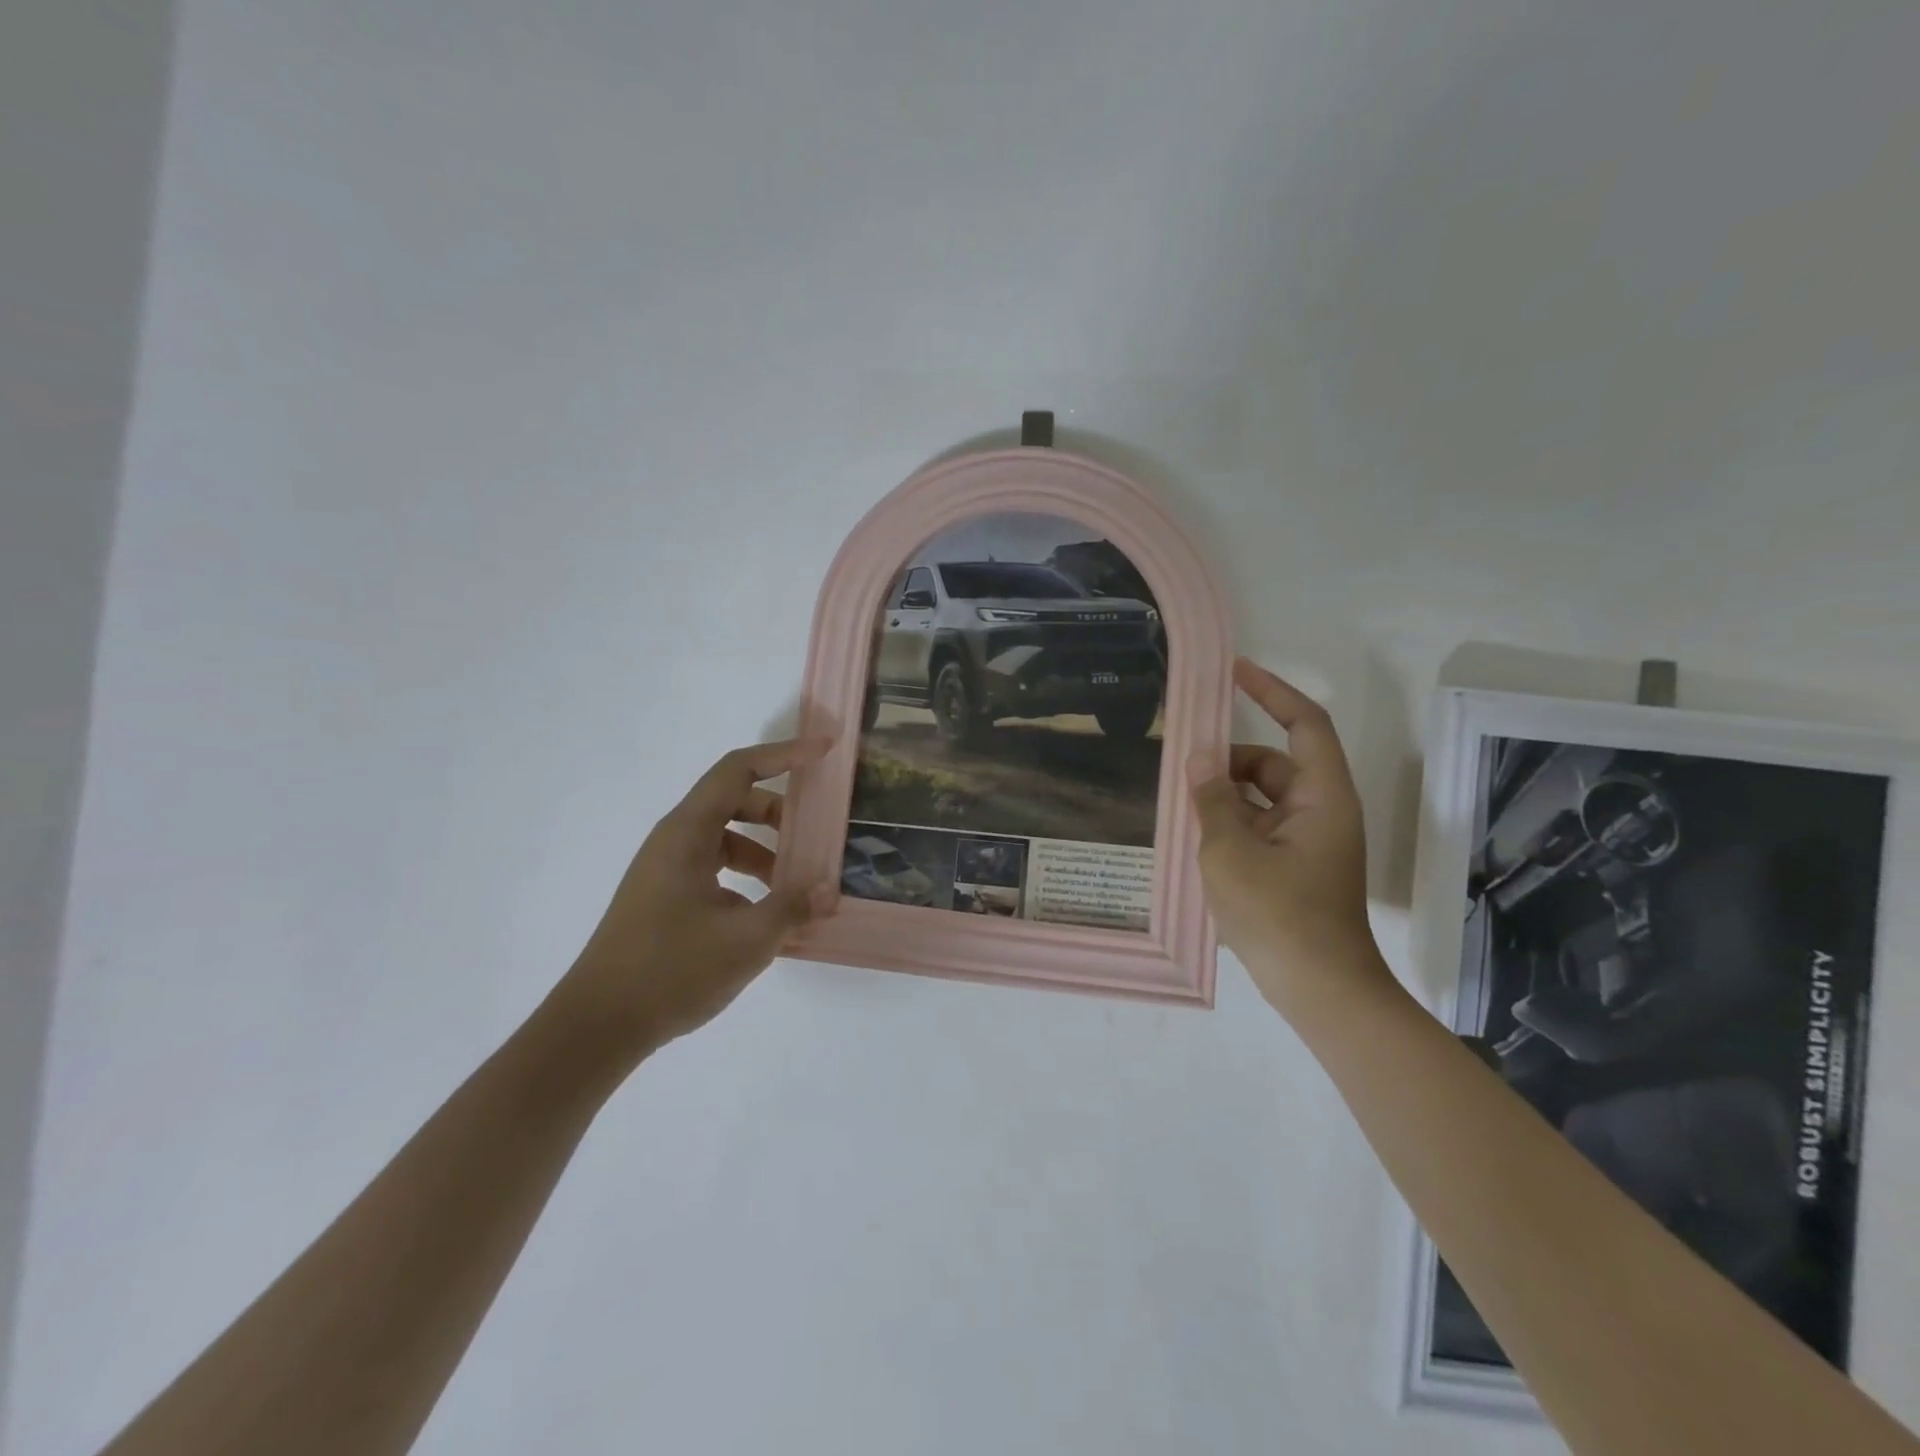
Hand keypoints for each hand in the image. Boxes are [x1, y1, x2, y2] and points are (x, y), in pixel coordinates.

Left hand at [546, 739, 831, 1068]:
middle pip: (734, 802)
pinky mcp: (666, 899)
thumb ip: (793, 907)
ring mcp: (667, 871)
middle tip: (816, 836)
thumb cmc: (670, 971)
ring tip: (798, 886)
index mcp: (687, 833)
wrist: (597, 1027)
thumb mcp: (746, 940)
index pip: (739, 770)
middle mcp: (674, 842)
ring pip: (726, 839)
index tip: (823, 752)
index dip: (784, 754)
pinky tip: (768, 916)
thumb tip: (828, 889)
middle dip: (780, 813)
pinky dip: (747, 878)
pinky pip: (715, 869)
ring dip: (765, 851)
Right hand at [1189, 660, 1383, 1013]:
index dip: (1271, 691)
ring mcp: (1311, 842)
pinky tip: (1197, 841)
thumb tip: (1199, 758)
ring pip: (1263, 798)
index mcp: (1322, 796)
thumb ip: (1212, 799)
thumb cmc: (1279, 915)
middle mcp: (1322, 811)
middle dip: (1229, 761)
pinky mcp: (1297, 867)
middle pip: (1274, 763)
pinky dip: (1231, 824)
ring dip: (1225, 796)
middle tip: (1181, 766)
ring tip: (1182, 809)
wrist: (1320, 990)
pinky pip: (1261, 827)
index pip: (1304, 723)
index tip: (1233, 672)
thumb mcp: (1231, 851)